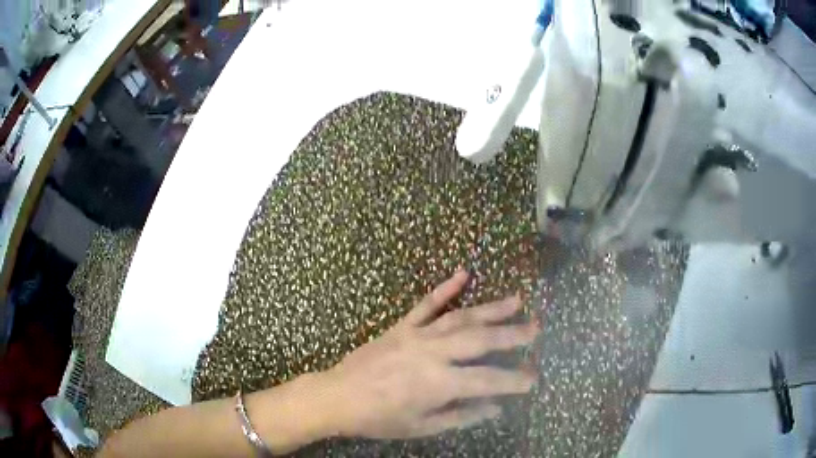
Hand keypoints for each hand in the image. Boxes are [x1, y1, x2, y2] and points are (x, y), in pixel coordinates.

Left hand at [323, 270, 538, 438]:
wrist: (337, 396)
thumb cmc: (379, 418)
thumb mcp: (421, 426)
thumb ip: (460, 415)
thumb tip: (495, 407)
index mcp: (438, 383)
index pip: (488, 380)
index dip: (514, 380)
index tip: (534, 378)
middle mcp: (433, 353)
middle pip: (481, 340)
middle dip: (512, 334)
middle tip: (536, 327)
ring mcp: (416, 335)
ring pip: (461, 317)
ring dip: (491, 309)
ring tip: (517, 300)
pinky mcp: (401, 326)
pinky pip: (426, 304)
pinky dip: (445, 289)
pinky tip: (462, 274)